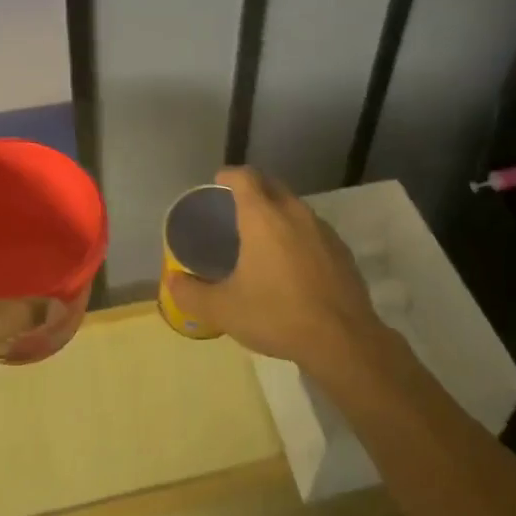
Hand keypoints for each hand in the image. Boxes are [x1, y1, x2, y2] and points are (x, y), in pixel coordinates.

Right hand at [164, 167, 391, 378]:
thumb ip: (191, 293)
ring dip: (277, 211)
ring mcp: (323, 230)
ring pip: (295, 207)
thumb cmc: (277, 315)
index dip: (228, 175)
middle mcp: (295, 213)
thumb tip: (172, 281)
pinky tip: (291, 263)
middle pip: (272, 185)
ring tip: (261, 236)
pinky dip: (297, 234)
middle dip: (253, 189)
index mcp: (264, 217)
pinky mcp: (342, 250)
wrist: (342, 340)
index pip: (245, 177)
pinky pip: (313, 230)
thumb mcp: (223, 310)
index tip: (217, 183)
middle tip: (234, 209)